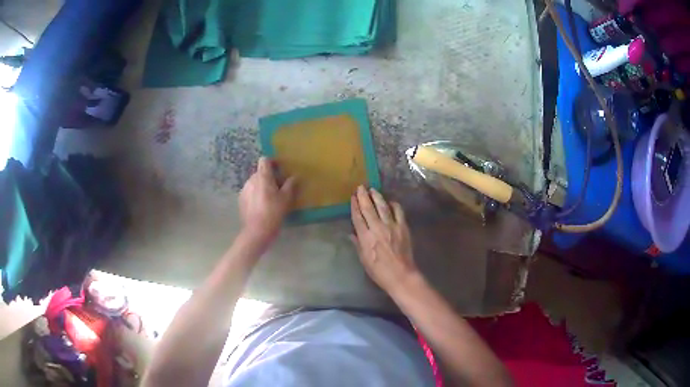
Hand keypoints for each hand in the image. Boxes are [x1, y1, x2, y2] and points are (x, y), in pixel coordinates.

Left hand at [239, 157, 296, 245]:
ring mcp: (244, 189)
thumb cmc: (274, 212)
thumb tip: (294, 176)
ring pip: (254, 182)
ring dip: (261, 186)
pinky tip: (261, 206)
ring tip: (269, 198)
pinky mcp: (241, 199)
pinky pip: (249, 192)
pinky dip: (255, 195)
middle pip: (260, 172)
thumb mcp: (286, 199)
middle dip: (268, 177)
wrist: (257, 230)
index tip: (279, 170)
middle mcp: (251, 180)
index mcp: (263, 177)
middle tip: (278, 188)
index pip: (264, 160)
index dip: (272, 163)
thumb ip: (290, 185)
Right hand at [350, 186, 418, 293]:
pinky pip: (398, 211)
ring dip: (377, 196)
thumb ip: (358, 244)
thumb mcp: (364, 260)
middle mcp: (377, 228)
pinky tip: (390, 201)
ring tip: (372, 189)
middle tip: (360, 187)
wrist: (401, 275)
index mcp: (365, 237)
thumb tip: (352, 233)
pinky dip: (394, 204)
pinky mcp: (403, 227)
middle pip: (368, 208)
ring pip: (382, 206)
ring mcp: (391, 226)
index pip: (358, 217)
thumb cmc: (379, 271)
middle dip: (363, 197)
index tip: (353, 198)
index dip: (354, 206)